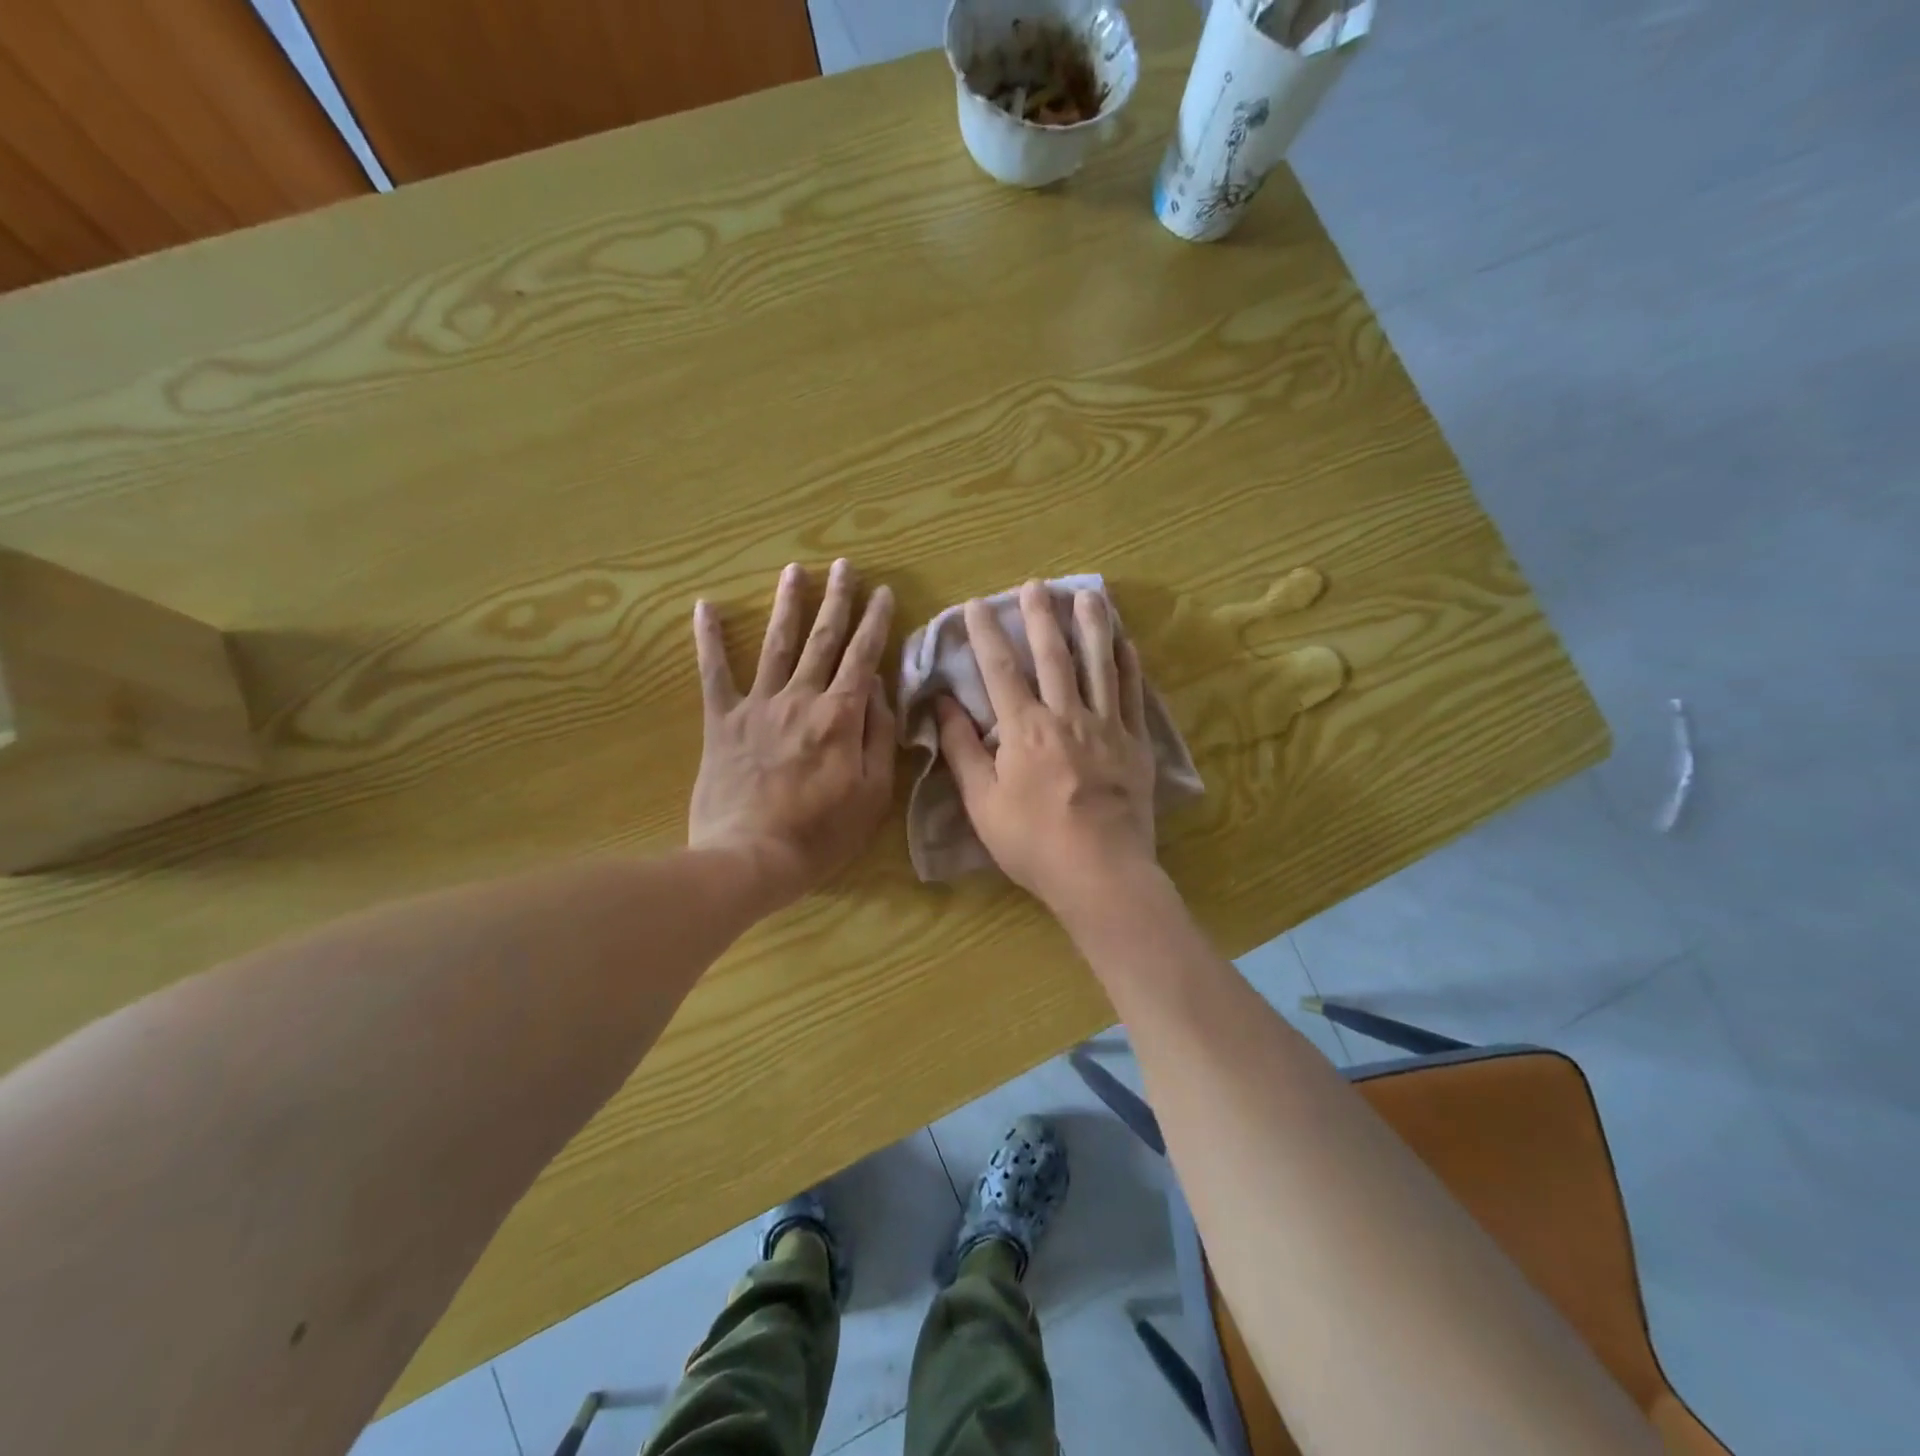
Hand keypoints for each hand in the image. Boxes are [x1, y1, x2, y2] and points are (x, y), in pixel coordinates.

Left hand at [689, 560, 895, 905]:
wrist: (750, 858)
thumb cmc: (821, 834)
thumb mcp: (873, 794)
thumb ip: (879, 737)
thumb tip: (879, 690)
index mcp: (840, 716)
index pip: (864, 657)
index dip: (875, 623)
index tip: (883, 592)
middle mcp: (801, 698)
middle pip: (823, 640)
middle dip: (837, 600)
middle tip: (844, 565)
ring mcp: (758, 706)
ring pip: (777, 644)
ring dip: (788, 604)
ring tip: (795, 571)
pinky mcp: (721, 721)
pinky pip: (714, 673)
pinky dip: (709, 638)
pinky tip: (705, 606)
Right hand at [936, 581, 1159, 919]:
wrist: (1100, 872)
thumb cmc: (1032, 842)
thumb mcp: (982, 802)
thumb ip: (962, 750)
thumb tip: (943, 704)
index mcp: (1024, 729)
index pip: (999, 670)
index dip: (986, 634)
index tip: (976, 605)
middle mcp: (1066, 715)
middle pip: (1052, 655)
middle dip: (1040, 616)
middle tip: (1034, 585)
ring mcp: (1107, 726)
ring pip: (1098, 664)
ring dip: (1091, 625)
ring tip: (1087, 593)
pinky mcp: (1135, 742)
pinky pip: (1133, 693)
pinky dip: (1128, 663)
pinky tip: (1125, 641)